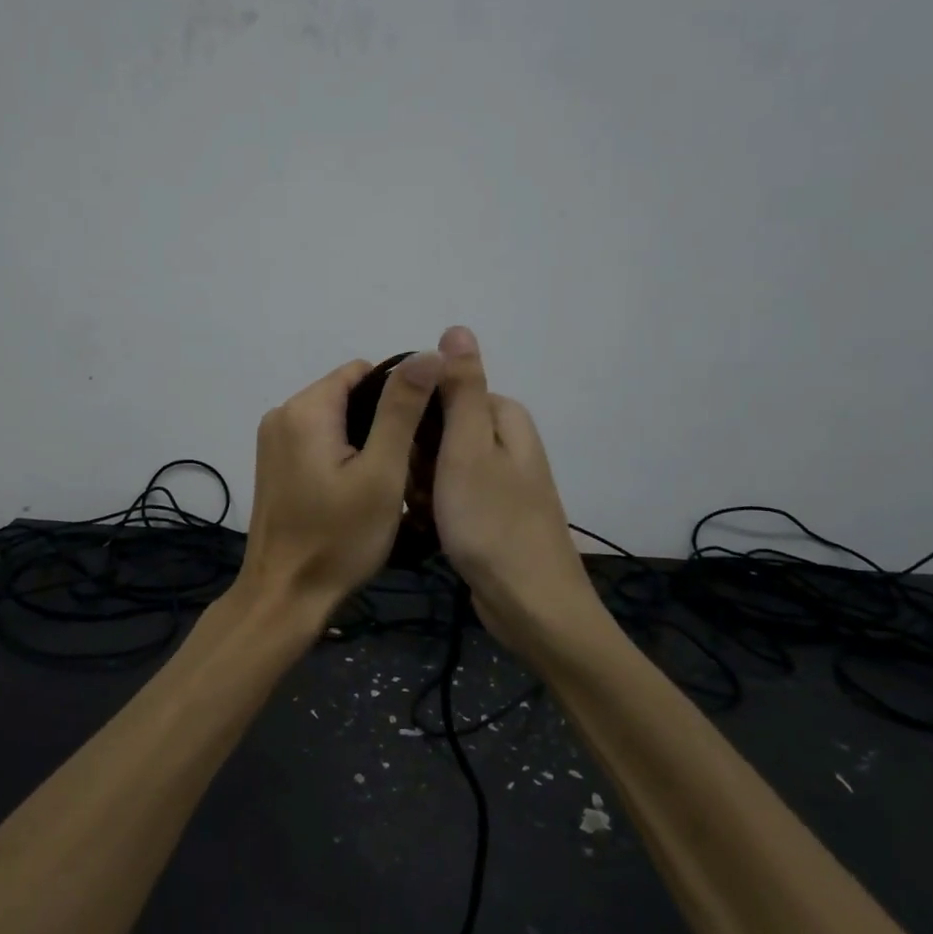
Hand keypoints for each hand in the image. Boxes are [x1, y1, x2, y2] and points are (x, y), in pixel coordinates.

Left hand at [237, 351, 444, 617]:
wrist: (285, 597)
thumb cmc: (339, 538)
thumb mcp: (382, 472)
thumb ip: (402, 409)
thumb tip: (429, 352)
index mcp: (306, 409)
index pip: (364, 371)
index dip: (400, 393)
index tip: (422, 431)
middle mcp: (282, 414)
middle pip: (348, 394)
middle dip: (383, 419)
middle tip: (410, 462)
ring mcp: (273, 441)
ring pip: (335, 419)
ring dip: (365, 439)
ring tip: (390, 478)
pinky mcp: (273, 465)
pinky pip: (318, 441)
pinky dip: (343, 454)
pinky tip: (360, 488)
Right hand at [432, 326, 602, 656]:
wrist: (529, 605)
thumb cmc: (492, 523)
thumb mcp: (468, 449)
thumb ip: (461, 388)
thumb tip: (457, 328)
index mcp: (503, 417)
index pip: (440, 392)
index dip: (414, 418)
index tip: (403, 448)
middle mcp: (503, 442)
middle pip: (437, 428)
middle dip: (416, 457)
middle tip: (419, 489)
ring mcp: (497, 479)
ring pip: (436, 464)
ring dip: (420, 486)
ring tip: (424, 513)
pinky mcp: (488, 511)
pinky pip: (446, 494)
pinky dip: (433, 508)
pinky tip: (430, 528)